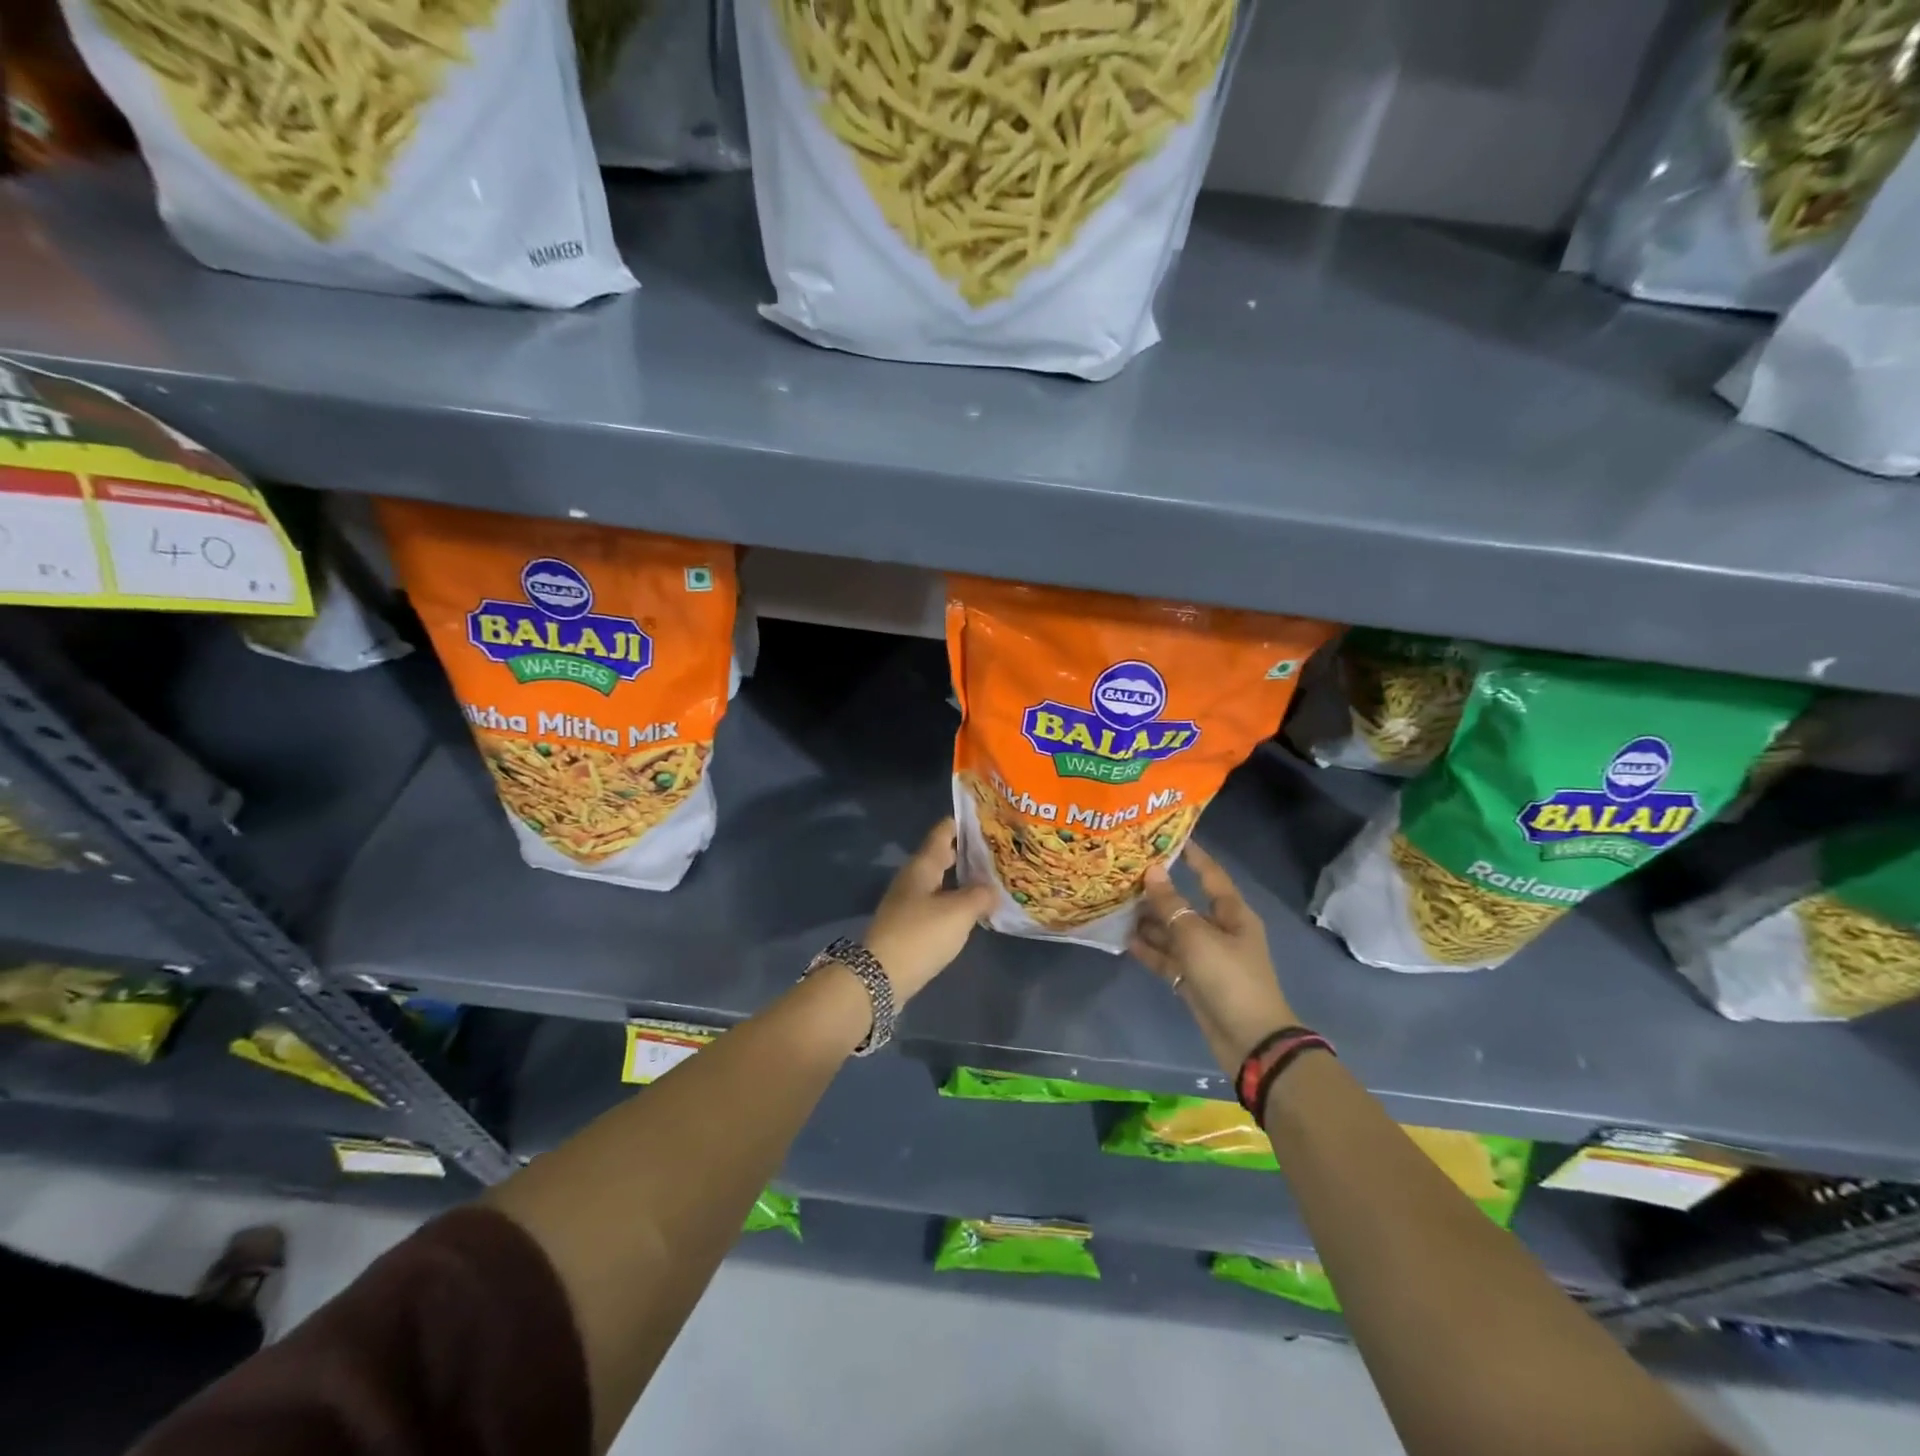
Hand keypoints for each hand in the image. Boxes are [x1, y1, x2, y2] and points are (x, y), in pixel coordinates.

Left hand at [863, 819, 995, 1003]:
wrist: (881, 976)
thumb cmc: (921, 934)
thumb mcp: (958, 912)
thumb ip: (980, 895)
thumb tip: (992, 888)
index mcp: (922, 865)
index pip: (943, 832)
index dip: (964, 823)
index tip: (988, 818)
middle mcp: (913, 878)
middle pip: (942, 856)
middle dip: (967, 852)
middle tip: (998, 850)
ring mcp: (908, 902)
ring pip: (940, 881)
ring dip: (962, 879)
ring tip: (991, 880)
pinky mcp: (909, 925)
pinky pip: (937, 904)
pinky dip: (955, 901)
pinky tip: (972, 910)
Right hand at [1131, 842, 1297, 1075]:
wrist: (1249, 1040)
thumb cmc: (1229, 978)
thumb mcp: (1197, 936)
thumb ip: (1171, 905)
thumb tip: (1153, 871)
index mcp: (1232, 914)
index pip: (1210, 875)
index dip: (1192, 855)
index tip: (1167, 836)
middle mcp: (1220, 930)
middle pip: (1186, 904)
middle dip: (1158, 891)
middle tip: (1124, 874)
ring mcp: (1206, 957)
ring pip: (1173, 931)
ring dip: (1149, 921)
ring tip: (1117, 905)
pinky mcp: (1194, 981)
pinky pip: (1169, 958)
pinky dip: (1150, 950)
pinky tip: (1126, 939)